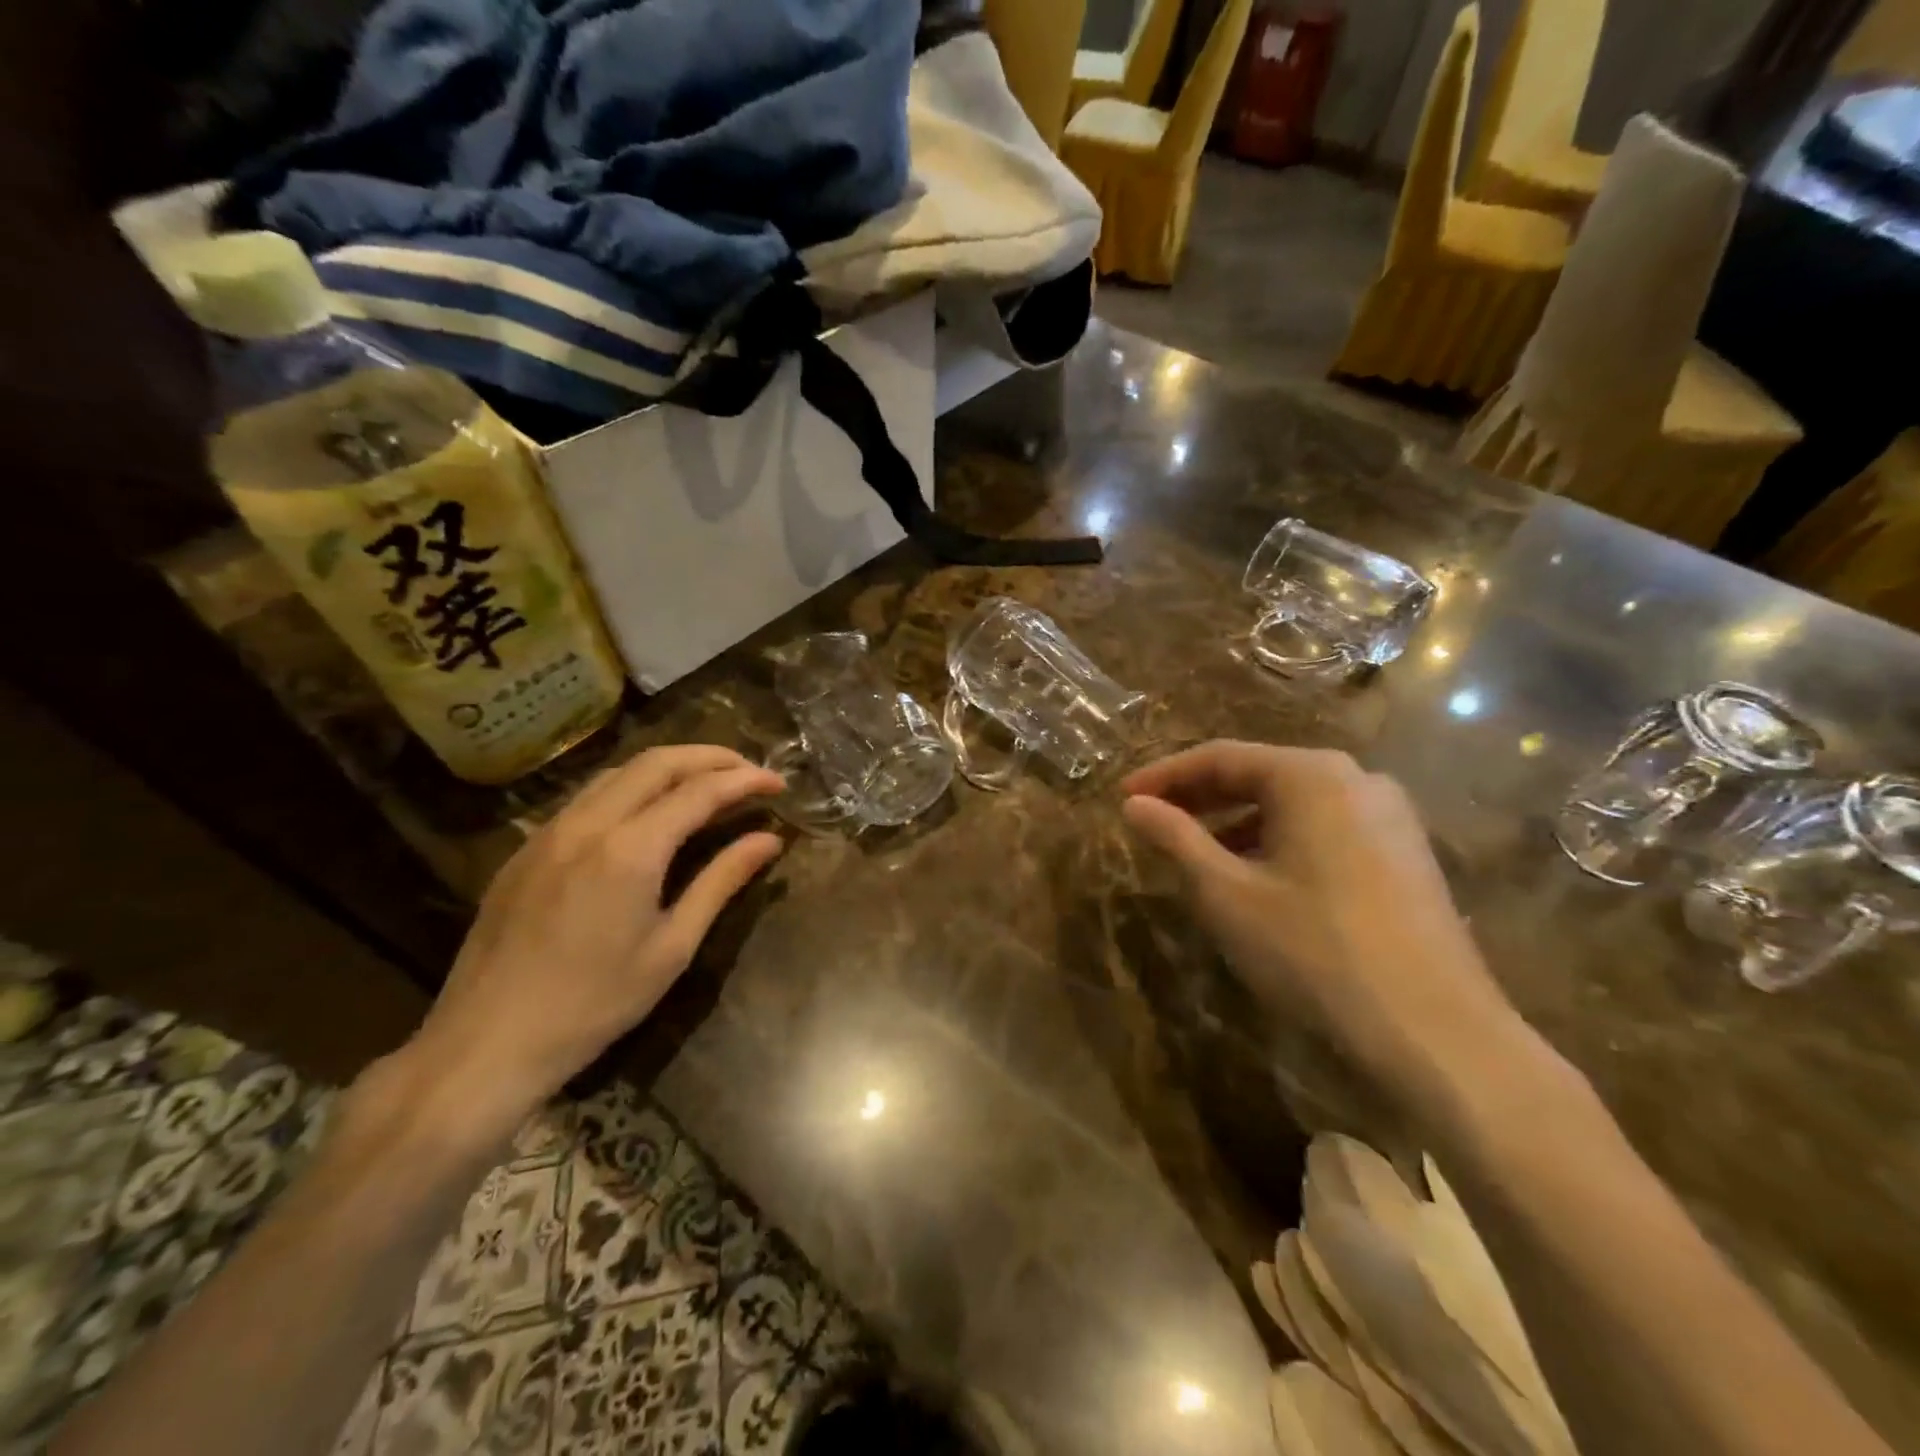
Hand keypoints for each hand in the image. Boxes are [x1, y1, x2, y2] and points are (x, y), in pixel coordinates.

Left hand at [402, 746, 785, 1136]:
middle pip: (657, 762)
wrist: (487, 1043)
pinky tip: (646, 812)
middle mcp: (589, 823)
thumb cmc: (595, 1003)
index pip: (700, 791)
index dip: (745, 780)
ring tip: (706, 782)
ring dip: (669, 766)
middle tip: (748, 771)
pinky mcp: (527, 848)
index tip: (778, 783)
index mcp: (631, 849)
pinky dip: (631, 787)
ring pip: (618, 772)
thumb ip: (722, 881)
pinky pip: (588, 796)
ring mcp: (550, 831)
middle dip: (710, 757)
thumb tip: (769, 840)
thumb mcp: (673, 947)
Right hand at [1122, 742, 1521, 1101]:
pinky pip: (1325, 828)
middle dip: (1201, 797)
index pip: (1220, 757)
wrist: (1436, 1032)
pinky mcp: (1406, 853)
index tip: (1123, 798)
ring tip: (1196, 853)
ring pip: (1294, 804)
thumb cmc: (1314, 950)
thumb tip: (1134, 805)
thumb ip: (1176, 839)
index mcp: (1310, 775)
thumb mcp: (1227, 893)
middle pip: (1260, 774)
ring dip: (1239, 821)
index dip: (1164, 776)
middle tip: (1153, 820)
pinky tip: (1257, 876)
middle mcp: (1356, 779)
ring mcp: (1389, 815)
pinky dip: (1279, 840)